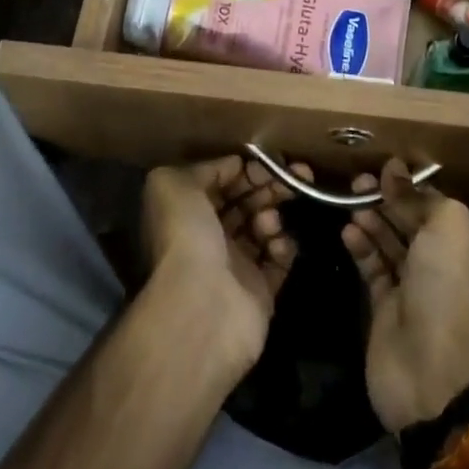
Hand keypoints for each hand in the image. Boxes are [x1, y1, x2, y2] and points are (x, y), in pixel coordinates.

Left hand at [141, 156, 306, 373]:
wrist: (201, 308)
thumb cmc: (184, 237)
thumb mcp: (173, 184)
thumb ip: (204, 166)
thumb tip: (236, 165)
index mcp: (189, 211)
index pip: (223, 180)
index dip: (246, 168)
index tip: (271, 160)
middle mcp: (209, 236)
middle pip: (247, 200)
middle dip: (269, 185)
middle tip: (295, 175)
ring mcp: (236, 265)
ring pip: (264, 226)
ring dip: (273, 214)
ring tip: (271, 220)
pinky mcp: (260, 293)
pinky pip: (279, 261)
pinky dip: (284, 247)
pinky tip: (279, 243)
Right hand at [342, 160, 468, 432]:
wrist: (433, 372)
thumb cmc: (447, 289)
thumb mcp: (449, 227)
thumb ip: (419, 195)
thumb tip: (393, 169)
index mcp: (467, 244)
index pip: (434, 204)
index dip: (409, 185)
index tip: (382, 169)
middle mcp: (442, 263)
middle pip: (409, 220)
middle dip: (386, 199)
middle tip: (357, 181)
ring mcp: (413, 287)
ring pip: (388, 242)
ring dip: (371, 219)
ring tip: (349, 202)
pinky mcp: (385, 308)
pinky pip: (371, 266)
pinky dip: (360, 247)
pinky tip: (347, 231)